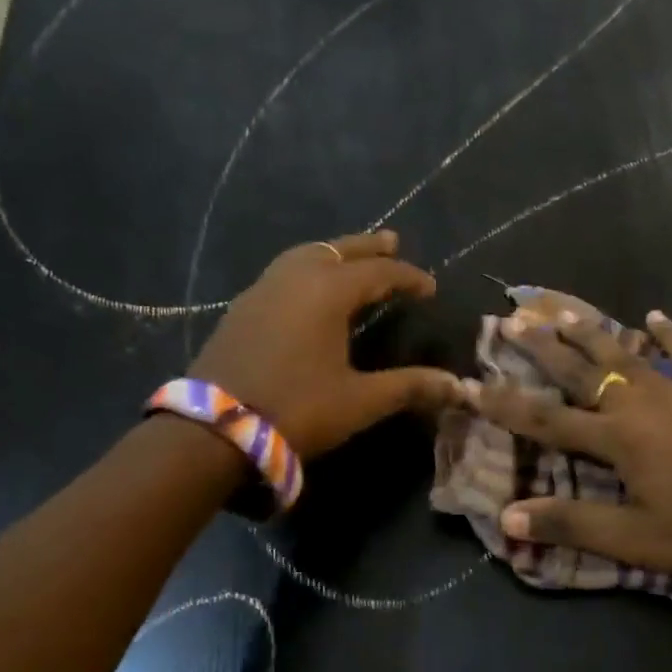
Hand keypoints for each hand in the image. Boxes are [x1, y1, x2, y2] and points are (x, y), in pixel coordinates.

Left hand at [189, 230, 459, 457]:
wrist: (214, 430)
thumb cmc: (296, 409)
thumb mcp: (359, 400)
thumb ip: (409, 387)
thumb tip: (457, 386)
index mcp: (327, 292)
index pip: (378, 273)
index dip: (408, 277)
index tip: (430, 287)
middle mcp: (294, 279)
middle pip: (338, 250)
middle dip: (368, 247)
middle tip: (393, 241)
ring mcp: (262, 290)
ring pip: (305, 255)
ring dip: (334, 253)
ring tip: (352, 258)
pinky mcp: (242, 308)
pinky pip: (283, 272)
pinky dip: (307, 268)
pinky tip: (309, 288)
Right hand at [466, 300, 671, 576]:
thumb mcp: (630, 538)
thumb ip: (570, 524)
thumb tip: (507, 518)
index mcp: (614, 440)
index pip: (546, 420)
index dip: (504, 404)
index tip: (469, 382)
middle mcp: (638, 406)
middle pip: (582, 372)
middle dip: (544, 348)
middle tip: (514, 320)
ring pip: (628, 355)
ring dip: (594, 334)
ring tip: (565, 312)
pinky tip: (656, 316)